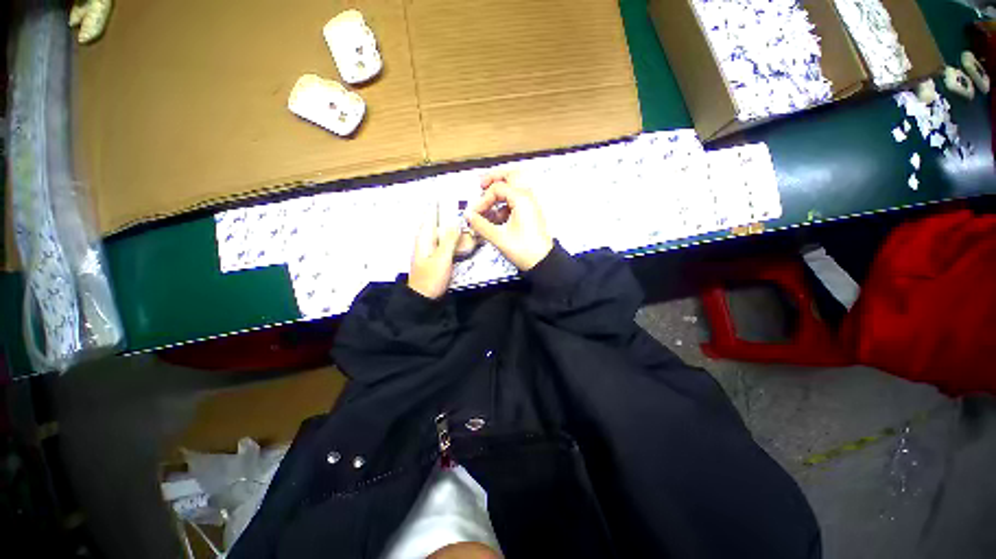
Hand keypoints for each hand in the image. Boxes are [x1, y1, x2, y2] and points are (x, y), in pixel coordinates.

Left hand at [408, 203, 460, 298]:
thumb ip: (449, 239)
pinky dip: (453, 238)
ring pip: (442, 232)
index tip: (447, 192)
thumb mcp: (442, 258)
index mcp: (424, 237)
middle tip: (461, 205)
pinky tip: (461, 238)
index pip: (430, 214)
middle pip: (437, 221)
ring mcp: (431, 249)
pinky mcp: (436, 257)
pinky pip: (445, 242)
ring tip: (463, 218)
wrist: (424, 299)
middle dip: (447, 213)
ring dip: (451, 225)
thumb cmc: (431, 278)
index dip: (438, 203)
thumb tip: (456, 222)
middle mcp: (426, 240)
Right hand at [465, 171, 553, 270]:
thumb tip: (468, 215)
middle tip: (481, 185)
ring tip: (487, 208)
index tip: (474, 213)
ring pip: (513, 189)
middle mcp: (528, 198)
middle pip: (510, 177)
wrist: (543, 262)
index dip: (482, 200)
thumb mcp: (499, 237)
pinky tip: (496, 218)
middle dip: (494, 179)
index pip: (497, 188)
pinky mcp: (530, 214)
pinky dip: (504, 205)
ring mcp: (530, 205)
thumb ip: (480, 224)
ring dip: (499, 194)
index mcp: (521, 199)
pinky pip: (516, 202)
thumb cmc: (526, 250)